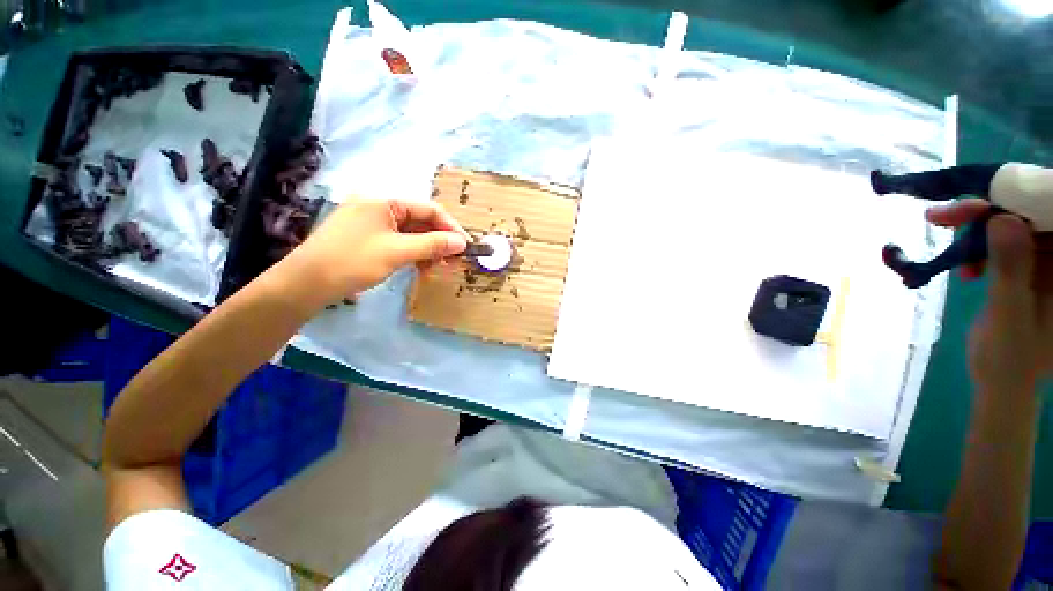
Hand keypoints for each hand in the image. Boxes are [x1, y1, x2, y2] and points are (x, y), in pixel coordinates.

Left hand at [279, 198, 468, 304]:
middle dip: (439, 240)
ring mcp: (371, 223)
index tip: (465, 246)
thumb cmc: (353, 261)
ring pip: (410, 233)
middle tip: (453, 260)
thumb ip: (433, 244)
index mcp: (384, 202)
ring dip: (427, 249)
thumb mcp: (398, 252)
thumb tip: (462, 243)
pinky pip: (398, 242)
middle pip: (420, 221)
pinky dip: (412, 254)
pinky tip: (419, 267)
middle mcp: (378, 207)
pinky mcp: (367, 239)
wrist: (306, 284)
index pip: (428, 209)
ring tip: (436, 267)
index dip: (450, 227)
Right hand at [927, 199, 1052, 394]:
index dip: (1020, 200)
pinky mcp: (1026, 270)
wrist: (1002, 384)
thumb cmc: (1010, 359)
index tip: (980, 200)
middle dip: (988, 211)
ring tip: (943, 238)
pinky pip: (1002, 245)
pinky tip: (965, 266)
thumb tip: (1003, 220)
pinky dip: (977, 248)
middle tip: (942, 216)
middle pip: (1029, 217)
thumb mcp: (1010, 317)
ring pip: (1012, 226)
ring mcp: (1045, 265)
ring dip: (976, 228)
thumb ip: (1012, 271)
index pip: (1050, 217)